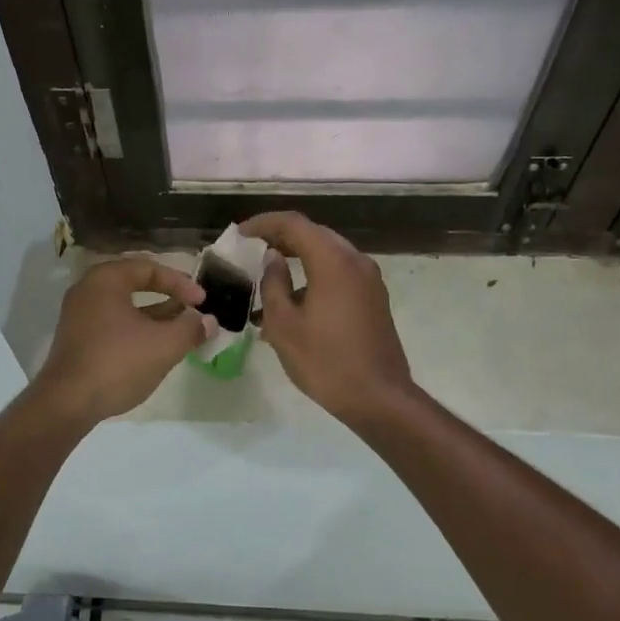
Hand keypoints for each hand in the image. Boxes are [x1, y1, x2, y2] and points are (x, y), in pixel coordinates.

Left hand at [32, 257, 216, 424]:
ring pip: (125, 308)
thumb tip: (208, 321)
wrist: (68, 403)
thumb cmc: (118, 363)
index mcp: (105, 280)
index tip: (202, 302)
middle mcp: (88, 291)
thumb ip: (190, 328)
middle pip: (135, 286)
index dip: (180, 283)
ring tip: (181, 331)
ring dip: (155, 317)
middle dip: (168, 299)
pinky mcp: (77, 341)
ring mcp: (79, 317)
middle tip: (192, 312)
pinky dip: (137, 331)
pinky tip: (156, 349)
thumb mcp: (164, 345)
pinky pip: (113, 325)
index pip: (149, 269)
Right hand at [242, 211, 413, 424]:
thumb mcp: (284, 325)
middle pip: (314, 234)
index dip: (264, 223)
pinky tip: (295, 301)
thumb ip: (273, 284)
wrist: (378, 397)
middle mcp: (355, 261)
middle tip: (253, 248)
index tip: (241, 233)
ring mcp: (369, 280)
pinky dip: (315, 275)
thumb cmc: (324, 361)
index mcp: (333, 262)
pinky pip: (340, 274)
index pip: (294, 224)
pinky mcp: (374, 298)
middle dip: (281, 237)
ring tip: (269, 277)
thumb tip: (272, 259)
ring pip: (328, 254)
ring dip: (299, 258)